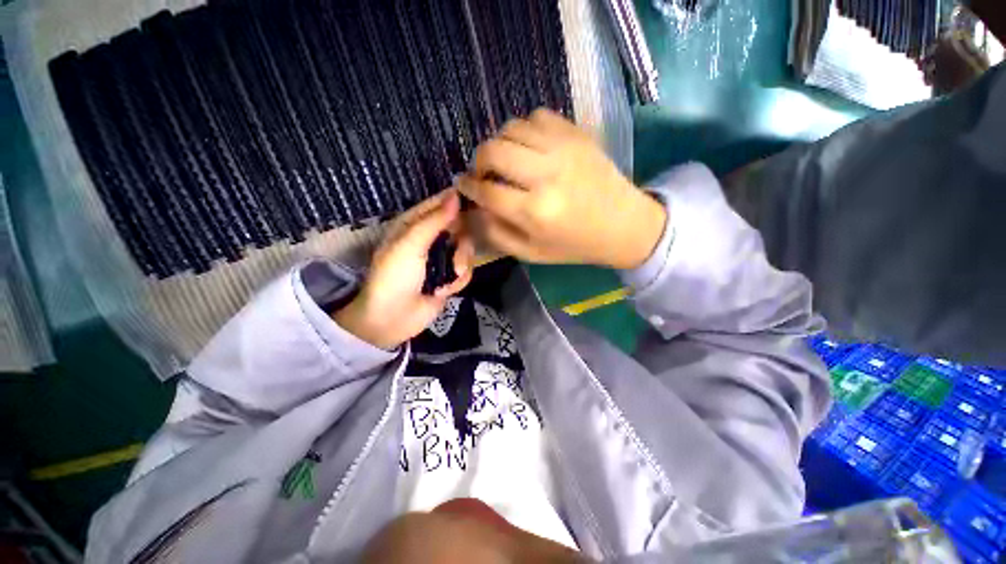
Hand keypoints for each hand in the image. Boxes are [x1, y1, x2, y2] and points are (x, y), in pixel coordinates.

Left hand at [334, 190, 473, 349]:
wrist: (392, 319)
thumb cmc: (395, 277)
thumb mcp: (410, 245)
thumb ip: (434, 221)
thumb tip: (456, 195)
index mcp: (414, 224)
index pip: (441, 204)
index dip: (458, 203)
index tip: (477, 207)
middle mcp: (430, 238)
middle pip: (460, 227)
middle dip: (462, 243)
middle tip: (456, 256)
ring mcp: (441, 258)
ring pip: (466, 250)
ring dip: (461, 264)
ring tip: (450, 276)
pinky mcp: (449, 277)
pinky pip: (466, 271)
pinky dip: (458, 281)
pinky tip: (443, 291)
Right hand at [457, 108, 666, 269]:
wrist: (622, 224)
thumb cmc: (574, 244)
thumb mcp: (532, 253)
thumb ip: (497, 234)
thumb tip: (473, 210)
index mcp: (535, 211)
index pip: (487, 192)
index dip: (468, 188)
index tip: (462, 185)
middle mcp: (546, 175)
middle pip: (493, 152)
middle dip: (478, 162)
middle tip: (482, 173)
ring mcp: (563, 148)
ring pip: (511, 128)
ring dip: (499, 144)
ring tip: (505, 160)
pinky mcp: (577, 133)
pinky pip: (537, 117)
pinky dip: (524, 130)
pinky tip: (528, 148)